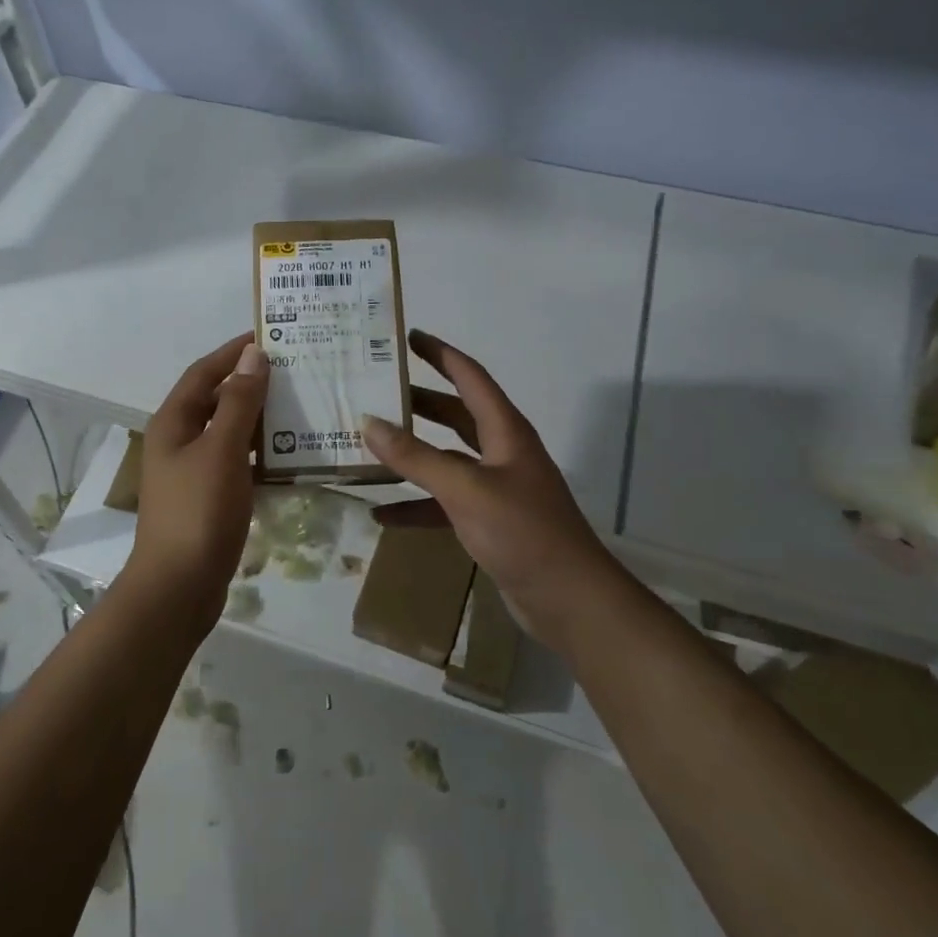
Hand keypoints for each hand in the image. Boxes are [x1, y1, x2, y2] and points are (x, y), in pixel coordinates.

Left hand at [126, 334, 268, 615]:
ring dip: (260, 419)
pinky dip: (260, 453)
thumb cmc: (198, 511)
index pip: (204, 372)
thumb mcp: (222, 450)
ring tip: (300, 405)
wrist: (178, 587)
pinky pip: (237, 462)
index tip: (269, 335)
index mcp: (174, 422)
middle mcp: (179, 441)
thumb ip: (239, 402)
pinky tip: (290, 454)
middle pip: (217, 400)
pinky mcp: (208, 498)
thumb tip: (253, 355)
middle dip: (251, 383)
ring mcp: (193, 472)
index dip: (233, 352)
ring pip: (229, 432)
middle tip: (295, 370)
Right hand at [364, 330, 622, 642]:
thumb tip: (369, 422)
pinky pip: (444, 502)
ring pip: (446, 458)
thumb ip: (416, 457)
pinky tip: (382, 514)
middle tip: (378, 390)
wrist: (568, 599)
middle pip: (455, 414)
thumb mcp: (465, 489)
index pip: (470, 377)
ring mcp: (495, 487)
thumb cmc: (522, 532)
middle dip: (419, 401)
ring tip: (371, 443)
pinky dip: (416, 504)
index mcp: (505, 431)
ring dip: (413, 452)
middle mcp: (501, 451)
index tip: (408, 337)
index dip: (440, 354)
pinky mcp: (487, 521)